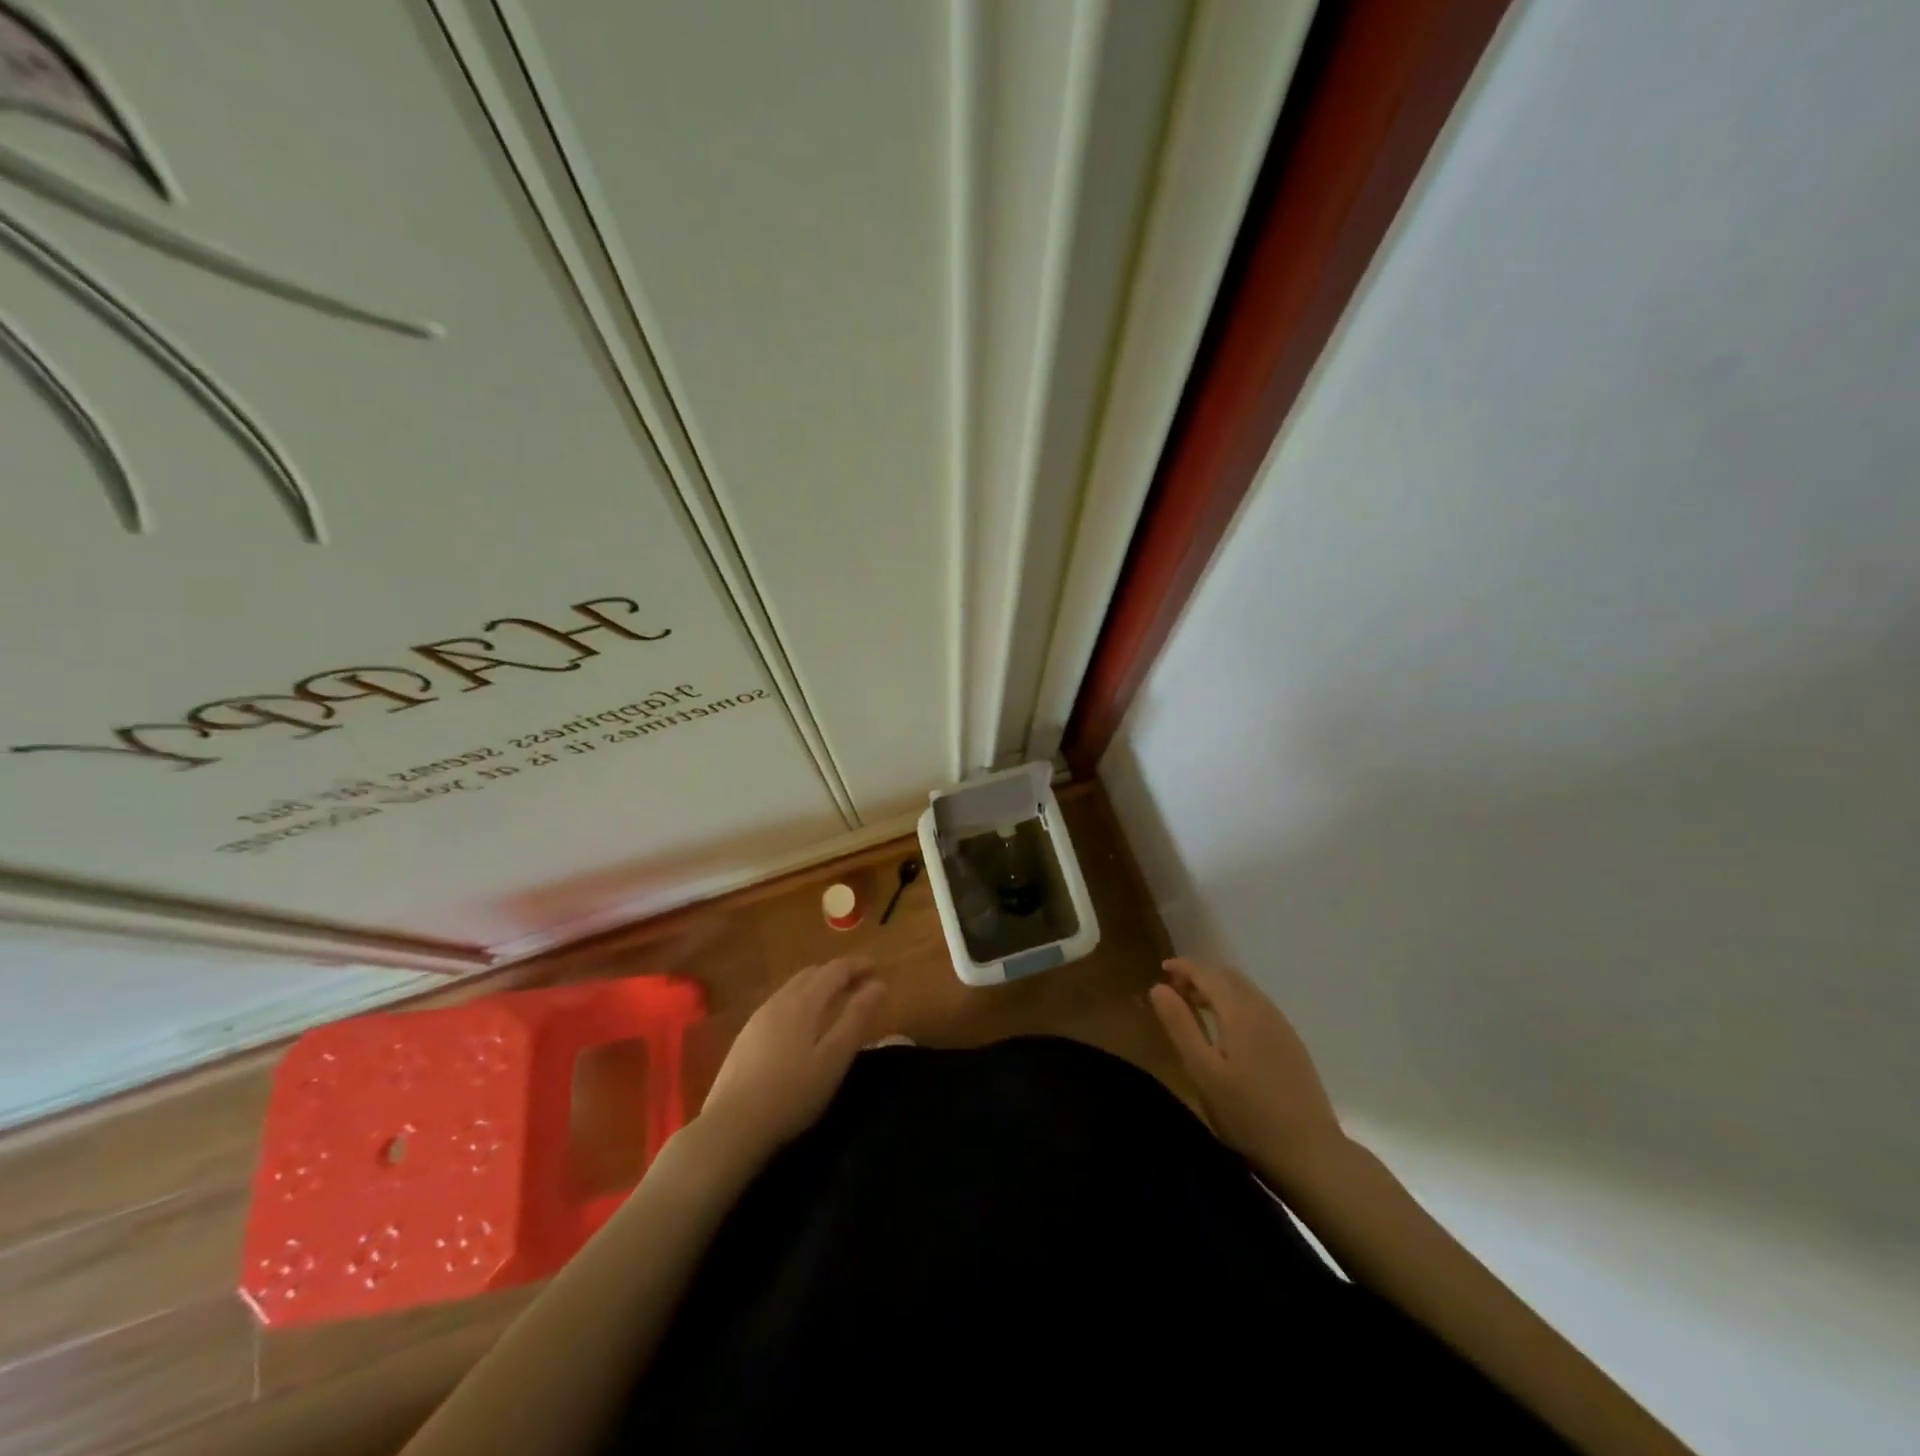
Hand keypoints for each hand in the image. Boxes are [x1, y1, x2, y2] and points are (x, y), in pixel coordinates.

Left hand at [697, 957, 886, 1162]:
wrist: (731, 1126)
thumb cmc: (792, 1093)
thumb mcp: (834, 1058)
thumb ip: (857, 1019)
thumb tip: (878, 985)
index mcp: (803, 1002)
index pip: (835, 970)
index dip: (857, 965)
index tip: (877, 968)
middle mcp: (779, 1001)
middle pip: (812, 973)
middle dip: (838, 973)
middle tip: (859, 984)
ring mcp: (758, 1017)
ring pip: (793, 987)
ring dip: (817, 985)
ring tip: (834, 1000)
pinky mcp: (746, 1036)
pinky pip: (780, 1003)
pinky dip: (800, 1000)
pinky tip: (802, 1022)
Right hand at [1150, 958, 1347, 1186]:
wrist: (1310, 1153)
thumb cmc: (1247, 1114)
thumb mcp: (1203, 1071)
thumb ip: (1180, 1025)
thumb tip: (1158, 988)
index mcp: (1240, 1012)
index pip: (1208, 973)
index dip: (1183, 967)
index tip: (1161, 969)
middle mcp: (1263, 1009)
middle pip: (1228, 976)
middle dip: (1200, 974)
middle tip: (1174, 988)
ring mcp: (1282, 1026)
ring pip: (1245, 990)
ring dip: (1218, 988)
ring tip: (1195, 1005)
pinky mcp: (1291, 1044)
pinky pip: (1257, 1006)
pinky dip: (1235, 1002)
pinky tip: (1227, 1028)